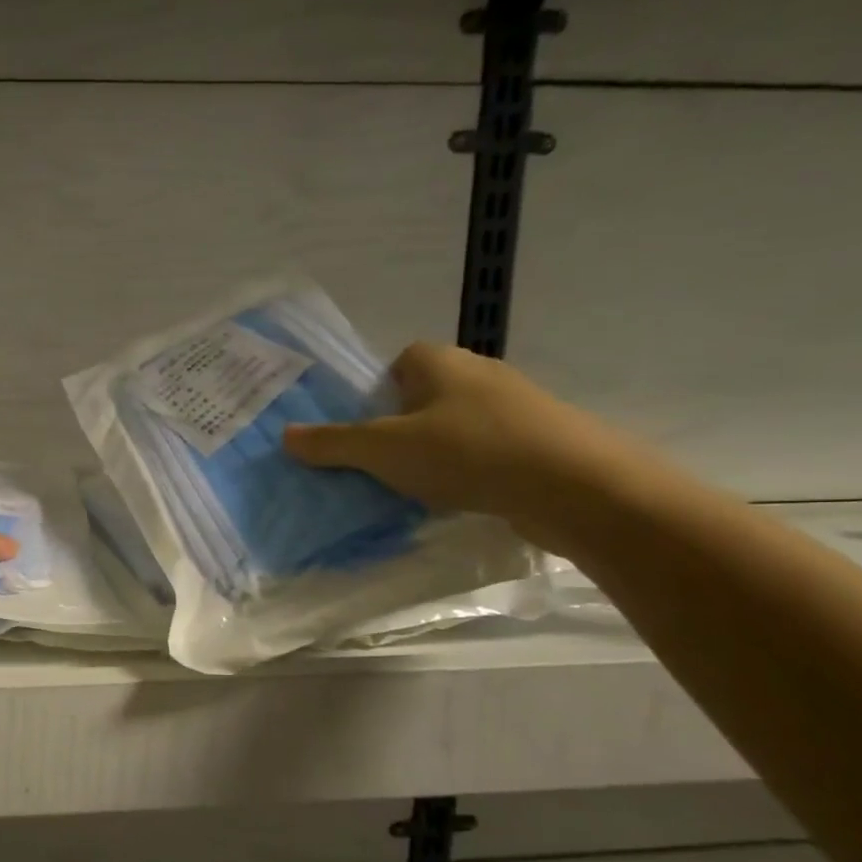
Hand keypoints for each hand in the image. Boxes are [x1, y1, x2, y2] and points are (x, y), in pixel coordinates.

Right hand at [282, 343, 647, 545]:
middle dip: (399, 426)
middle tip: (377, 463)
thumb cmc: (467, 452)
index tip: (363, 429)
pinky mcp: (539, 442)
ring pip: (455, 426)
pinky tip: (458, 499)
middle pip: (423, 395)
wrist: (576, 486)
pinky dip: (467, 471)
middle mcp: (479, 373)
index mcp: (439, 361)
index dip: (375, 392)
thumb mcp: (383, 449)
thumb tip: (285, 435)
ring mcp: (515, 408)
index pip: (398, 361)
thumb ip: (332, 443)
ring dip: (433, 452)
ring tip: (412, 487)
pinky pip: (485, 451)